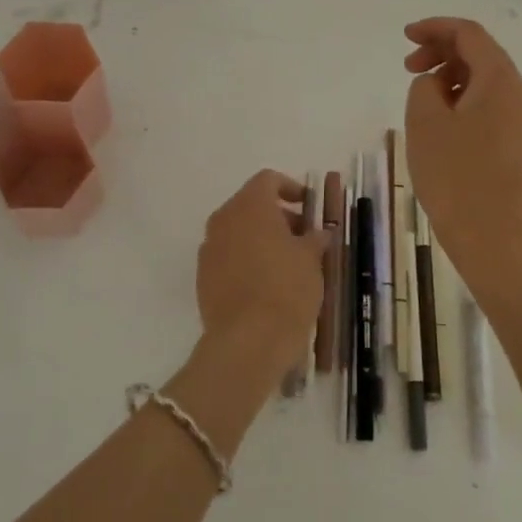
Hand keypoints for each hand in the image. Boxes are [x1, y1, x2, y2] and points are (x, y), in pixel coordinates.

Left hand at [196, 170, 327, 367]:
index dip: (290, 188)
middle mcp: (224, 219)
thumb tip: (319, 233)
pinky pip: (227, 257)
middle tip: (302, 238)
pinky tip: (265, 284)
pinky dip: (245, 260)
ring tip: (286, 263)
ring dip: (260, 238)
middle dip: (278, 216)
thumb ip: (315, 238)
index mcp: (250, 205)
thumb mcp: (312, 259)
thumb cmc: (286, 289)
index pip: (268, 180)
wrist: (248, 342)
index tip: (307, 206)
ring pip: (237, 231)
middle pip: (251, 205)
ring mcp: (209, 248)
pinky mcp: (203, 277)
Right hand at [403, 17, 521, 281]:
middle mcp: (518, 91)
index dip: (435, 28)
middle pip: (480, 52)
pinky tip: (440, 117)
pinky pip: (488, 101)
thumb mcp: (425, 120)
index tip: (405, 36)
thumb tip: (437, 83)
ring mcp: (521, 117)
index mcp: (500, 79)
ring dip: (450, 74)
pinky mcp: (516, 139)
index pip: (469, 34)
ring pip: (484, 78)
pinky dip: (462, 96)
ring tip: (420, 94)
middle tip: (408, 67)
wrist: (491, 235)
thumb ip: (425, 85)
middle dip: (441, 50)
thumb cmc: (454, 174)